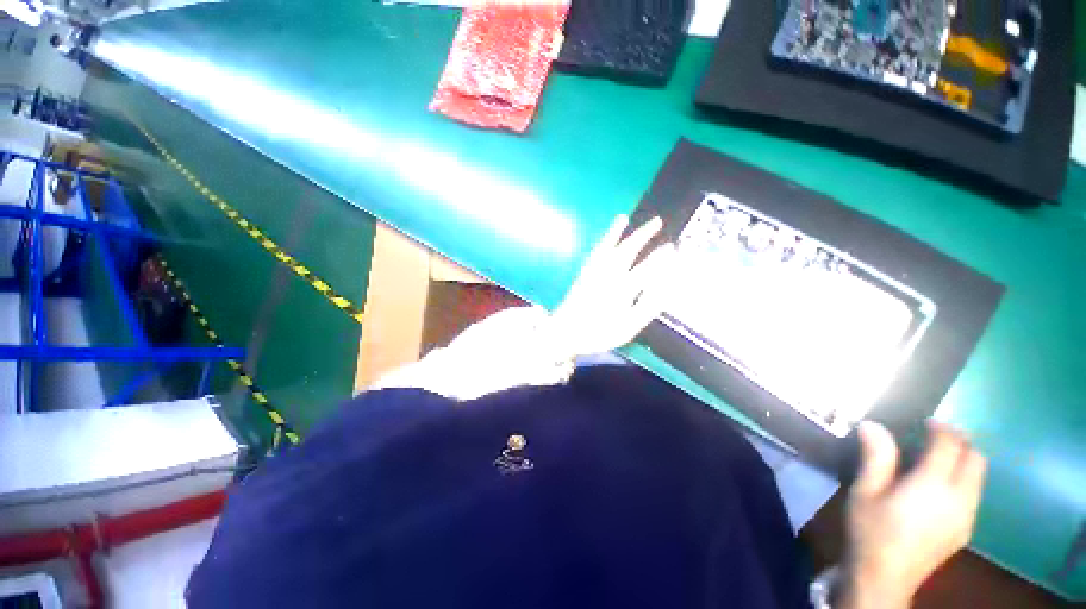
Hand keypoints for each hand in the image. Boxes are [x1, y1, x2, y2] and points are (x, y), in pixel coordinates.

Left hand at [549, 215, 676, 360]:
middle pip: (627, 250)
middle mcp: (608, 275)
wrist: (566, 332)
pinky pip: (594, 253)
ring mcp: (593, 272)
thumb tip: (665, 289)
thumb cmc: (599, 333)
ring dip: (616, 231)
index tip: (674, 246)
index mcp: (622, 289)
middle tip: (656, 221)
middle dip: (643, 234)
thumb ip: (647, 308)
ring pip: (607, 247)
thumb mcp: (628, 327)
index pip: (646, 268)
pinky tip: (604, 239)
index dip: (661, 257)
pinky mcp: (583, 274)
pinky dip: (601, 243)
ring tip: (623, 218)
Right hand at [841, 421, 986, 608]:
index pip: (950, 446)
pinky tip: (938, 488)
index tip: (925, 422)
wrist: (885, 577)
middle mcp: (958, 498)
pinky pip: (974, 493)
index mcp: (932, 486)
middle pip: (975, 458)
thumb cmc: (870, 529)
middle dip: (959, 442)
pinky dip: (963, 479)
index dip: (941, 428)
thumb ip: (876, 457)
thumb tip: (872, 425)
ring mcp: (967, 516)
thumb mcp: (865, 491)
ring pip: (979, 476)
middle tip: (933, 437)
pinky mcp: (966, 529)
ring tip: (935, 460)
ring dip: (963, 460)